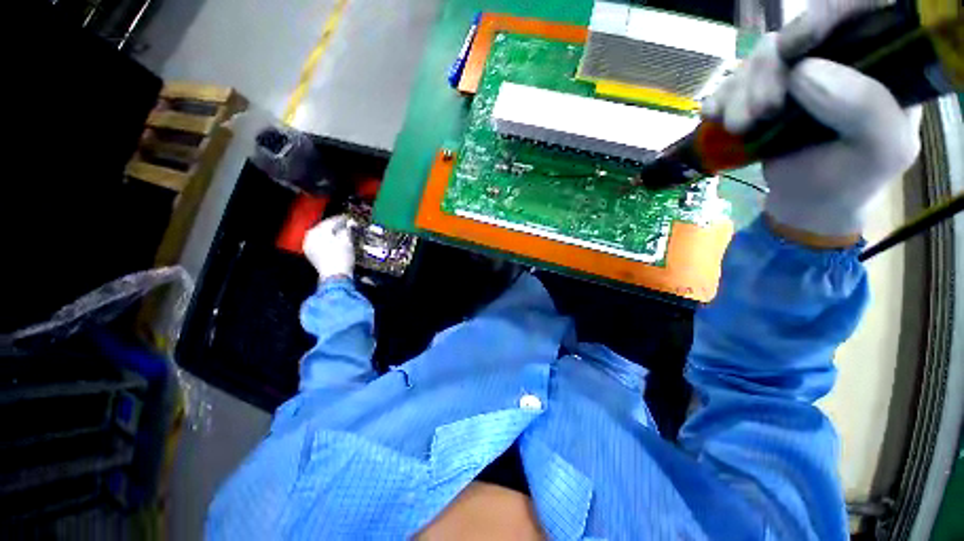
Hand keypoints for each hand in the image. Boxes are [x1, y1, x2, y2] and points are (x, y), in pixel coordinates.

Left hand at [303, 215, 356, 280]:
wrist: (335, 276)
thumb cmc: (341, 257)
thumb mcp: (347, 241)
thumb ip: (347, 229)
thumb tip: (348, 223)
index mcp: (317, 231)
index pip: (331, 221)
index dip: (342, 219)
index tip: (349, 218)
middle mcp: (309, 236)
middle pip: (324, 227)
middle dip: (335, 226)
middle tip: (346, 225)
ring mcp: (309, 246)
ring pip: (321, 235)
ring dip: (331, 233)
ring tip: (341, 233)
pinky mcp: (311, 254)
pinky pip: (319, 243)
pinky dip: (327, 241)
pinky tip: (335, 242)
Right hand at [702, 15, 920, 240]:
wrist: (806, 203)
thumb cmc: (850, 180)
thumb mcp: (881, 150)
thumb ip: (866, 107)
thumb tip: (803, 70)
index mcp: (883, 61)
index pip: (858, 10)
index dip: (825, 15)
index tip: (793, 47)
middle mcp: (841, 56)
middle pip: (797, 33)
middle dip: (769, 70)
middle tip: (759, 113)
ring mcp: (799, 72)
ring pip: (763, 55)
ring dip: (740, 90)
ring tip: (738, 128)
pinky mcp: (766, 90)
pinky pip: (736, 78)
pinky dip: (722, 97)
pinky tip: (716, 117)